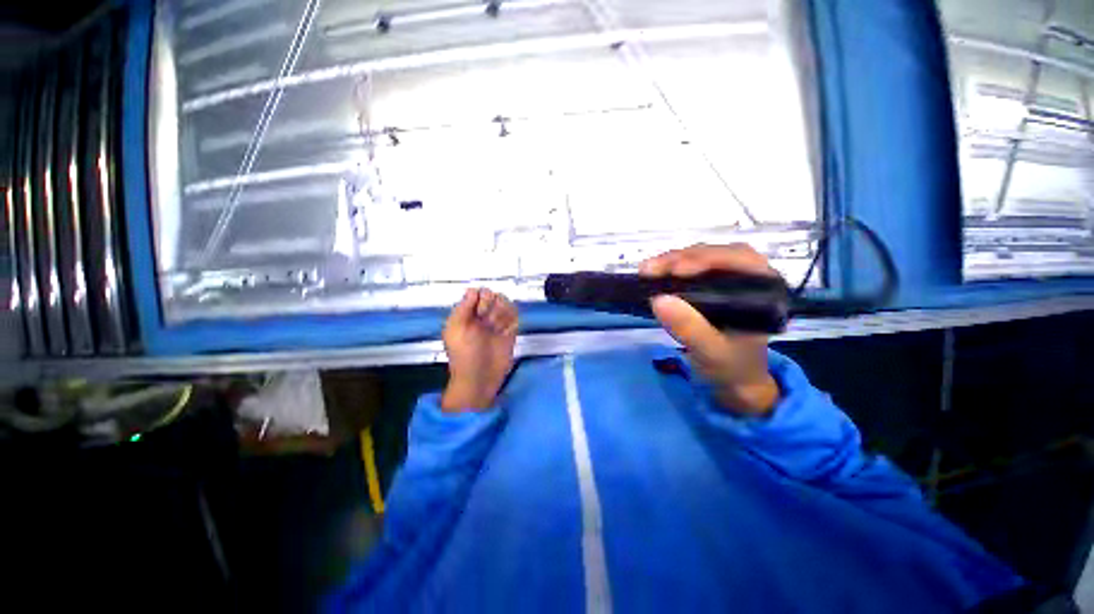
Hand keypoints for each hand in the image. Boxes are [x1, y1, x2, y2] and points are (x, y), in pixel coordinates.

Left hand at [441, 288, 518, 411]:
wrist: (479, 378)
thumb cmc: (464, 355)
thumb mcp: (455, 329)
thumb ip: (462, 308)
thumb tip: (473, 291)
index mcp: (467, 314)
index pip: (477, 293)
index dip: (480, 298)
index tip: (478, 312)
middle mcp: (482, 316)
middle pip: (493, 295)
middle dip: (492, 307)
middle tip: (487, 323)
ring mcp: (497, 323)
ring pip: (506, 304)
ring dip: (502, 314)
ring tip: (496, 329)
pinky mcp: (510, 332)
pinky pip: (516, 316)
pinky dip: (512, 321)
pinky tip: (505, 332)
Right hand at [639, 244, 780, 416]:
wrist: (735, 379)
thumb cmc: (731, 366)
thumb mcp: (711, 352)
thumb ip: (689, 328)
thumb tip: (658, 299)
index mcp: (765, 289)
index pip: (739, 260)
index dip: (705, 259)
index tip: (674, 270)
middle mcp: (752, 276)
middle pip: (717, 253)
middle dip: (682, 258)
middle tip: (651, 269)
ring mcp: (732, 278)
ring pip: (703, 257)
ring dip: (674, 261)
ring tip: (648, 270)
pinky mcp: (715, 283)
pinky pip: (694, 267)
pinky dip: (673, 268)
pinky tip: (657, 274)